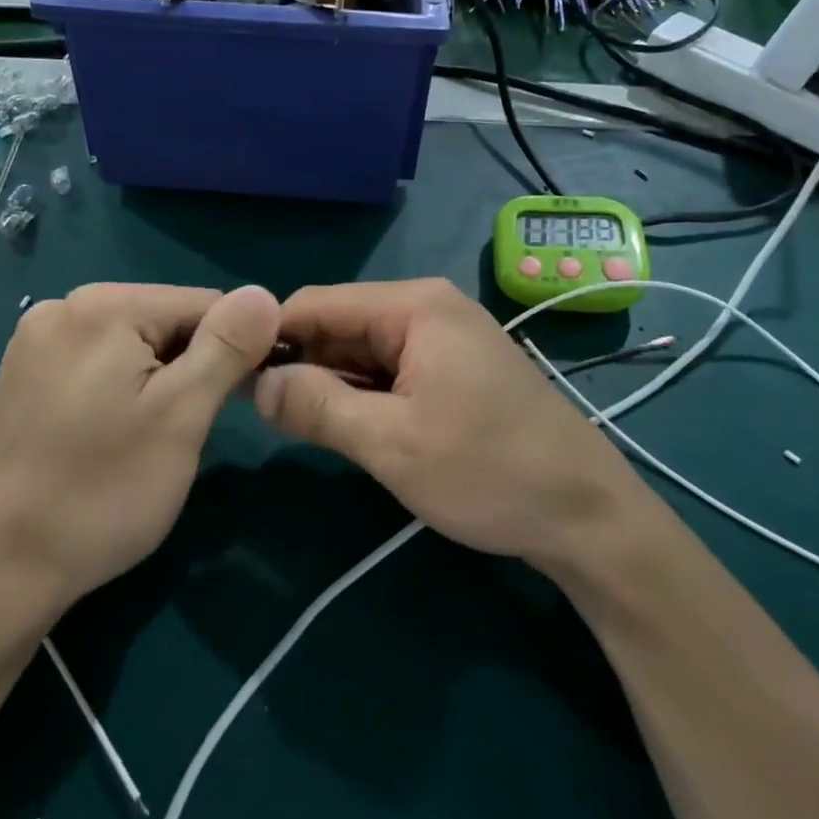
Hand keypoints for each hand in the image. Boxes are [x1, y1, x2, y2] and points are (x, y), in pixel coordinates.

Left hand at [0, 282, 278, 614]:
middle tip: (186, 429)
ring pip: (136, 341)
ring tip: (151, 435)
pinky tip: (115, 430)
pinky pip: (101, 359)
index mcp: (104, 305)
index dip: (235, 349)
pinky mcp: (26, 371)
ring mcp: (38, 338)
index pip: (204, 303)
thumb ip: (228, 346)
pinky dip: (125, 386)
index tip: (240, 402)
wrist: (3, 568)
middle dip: (192, 364)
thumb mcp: (182, 416)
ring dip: (161, 377)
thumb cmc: (104, 491)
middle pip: (167, 318)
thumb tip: (264, 294)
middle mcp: (64, 305)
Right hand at [254, 279, 637, 567]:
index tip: (230, 377)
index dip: (269, 336)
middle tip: (255, 412)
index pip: (317, 304)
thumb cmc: (489, 472)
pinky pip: (390, 371)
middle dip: (298, 363)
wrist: (588, 515)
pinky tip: (340, 425)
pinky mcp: (453, 370)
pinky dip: (361, 395)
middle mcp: (428, 308)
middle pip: (339, 325)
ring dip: (328, 383)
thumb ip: (317, 406)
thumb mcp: (391, 442)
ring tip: (288, 422)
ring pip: (362, 351)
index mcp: (413, 306)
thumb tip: (255, 385)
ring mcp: (444, 339)